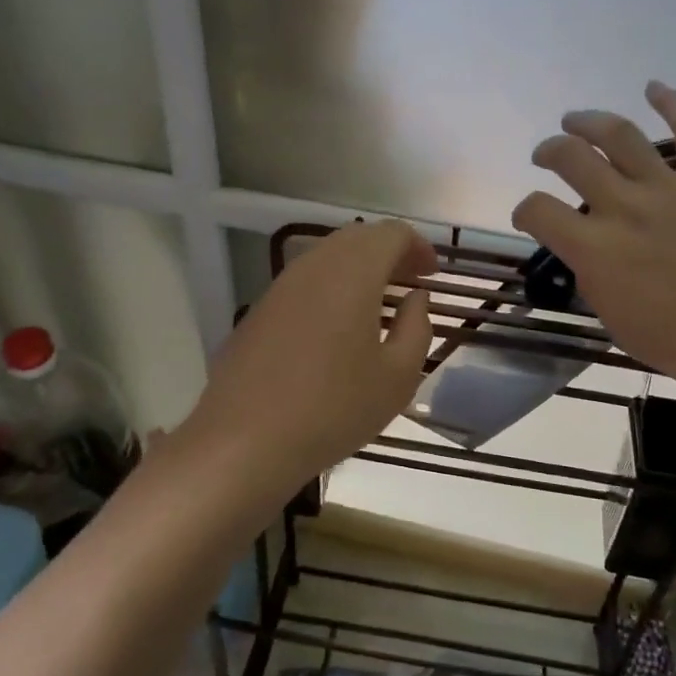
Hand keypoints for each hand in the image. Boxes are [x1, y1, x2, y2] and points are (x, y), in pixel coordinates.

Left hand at [176, 221, 435, 506]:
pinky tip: (338, 326)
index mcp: (352, 272)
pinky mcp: (259, 310)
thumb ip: (417, 327)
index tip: (432, 274)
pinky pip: (305, 282)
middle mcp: (314, 265)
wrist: (243, 441)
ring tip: (378, 304)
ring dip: (359, 270)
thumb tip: (415, 298)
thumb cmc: (333, 408)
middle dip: (389, 253)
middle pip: (358, 238)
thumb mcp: (397, 377)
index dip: (417, 246)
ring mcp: (280, 286)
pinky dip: (332, 288)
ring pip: (328, 257)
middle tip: (410, 283)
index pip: (391, 234)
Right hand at [511, 82, 675, 417]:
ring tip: (575, 120)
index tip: (529, 216)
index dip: (523, 210)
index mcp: (596, 249)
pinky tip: (654, 87)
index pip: (538, 210)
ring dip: (590, 121)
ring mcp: (671, 189)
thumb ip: (594, 278)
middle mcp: (625, 207)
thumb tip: (590, 254)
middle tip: (546, 154)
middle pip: (571, 158)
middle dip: (549, 151)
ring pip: (620, 134)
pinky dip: (673, 101)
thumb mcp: (615, 320)